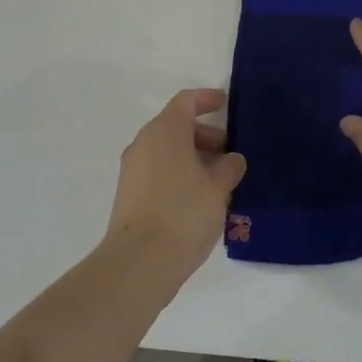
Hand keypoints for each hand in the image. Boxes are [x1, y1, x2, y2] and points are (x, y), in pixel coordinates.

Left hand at [105, 89, 247, 275]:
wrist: (140, 261)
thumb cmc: (184, 212)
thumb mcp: (218, 188)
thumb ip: (229, 167)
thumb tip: (232, 159)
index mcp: (164, 131)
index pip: (186, 101)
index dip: (206, 99)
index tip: (225, 104)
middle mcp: (144, 143)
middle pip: (176, 127)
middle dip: (205, 136)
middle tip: (231, 156)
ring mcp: (133, 170)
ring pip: (168, 152)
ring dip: (194, 159)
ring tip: (221, 182)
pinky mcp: (129, 195)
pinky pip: (159, 172)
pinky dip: (180, 175)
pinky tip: (201, 200)